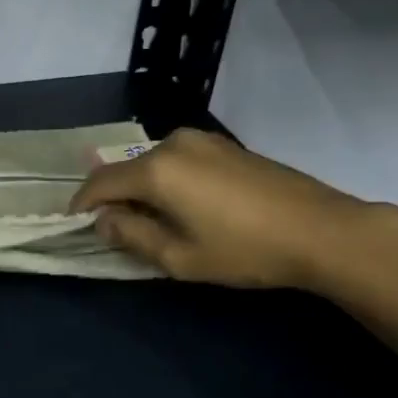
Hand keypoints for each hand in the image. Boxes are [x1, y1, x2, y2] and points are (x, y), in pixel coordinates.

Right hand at [69, 128, 375, 289]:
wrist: (323, 229)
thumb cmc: (245, 250)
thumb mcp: (179, 257)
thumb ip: (131, 236)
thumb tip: (104, 221)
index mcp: (156, 170)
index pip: (101, 183)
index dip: (83, 204)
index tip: (73, 222)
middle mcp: (173, 143)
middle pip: (127, 171)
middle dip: (116, 198)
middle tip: (119, 230)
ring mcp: (202, 140)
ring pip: (153, 163)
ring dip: (144, 189)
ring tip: (154, 220)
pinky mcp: (225, 144)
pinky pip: (179, 160)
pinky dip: (169, 180)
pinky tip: (186, 206)